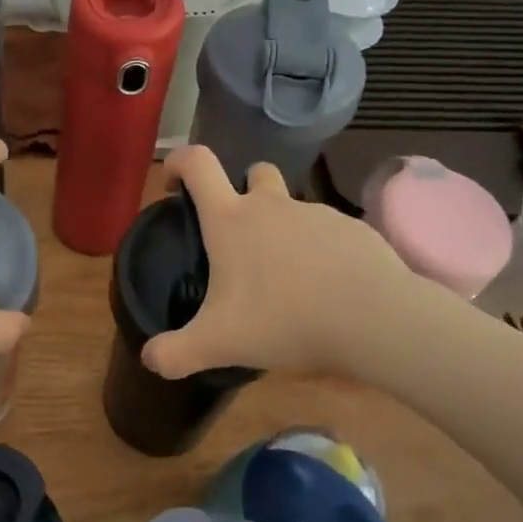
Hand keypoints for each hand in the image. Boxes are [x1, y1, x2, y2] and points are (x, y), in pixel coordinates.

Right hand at [141, 145, 463, 381]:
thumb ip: (176, 353)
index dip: (178, 162)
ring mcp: (316, 213)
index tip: (174, 187)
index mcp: (231, 218)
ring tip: (289, 280)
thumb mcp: (219, 343)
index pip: (197, 162)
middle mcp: (271, 204)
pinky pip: (328, 232)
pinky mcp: (353, 230)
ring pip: (293, 206)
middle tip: (240, 237)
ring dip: (284, 228)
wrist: (373, 319)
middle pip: (253, 171)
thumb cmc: (283, 319)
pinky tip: (328, 290)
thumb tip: (149, 358)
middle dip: (243, 191)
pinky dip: (321, 251)